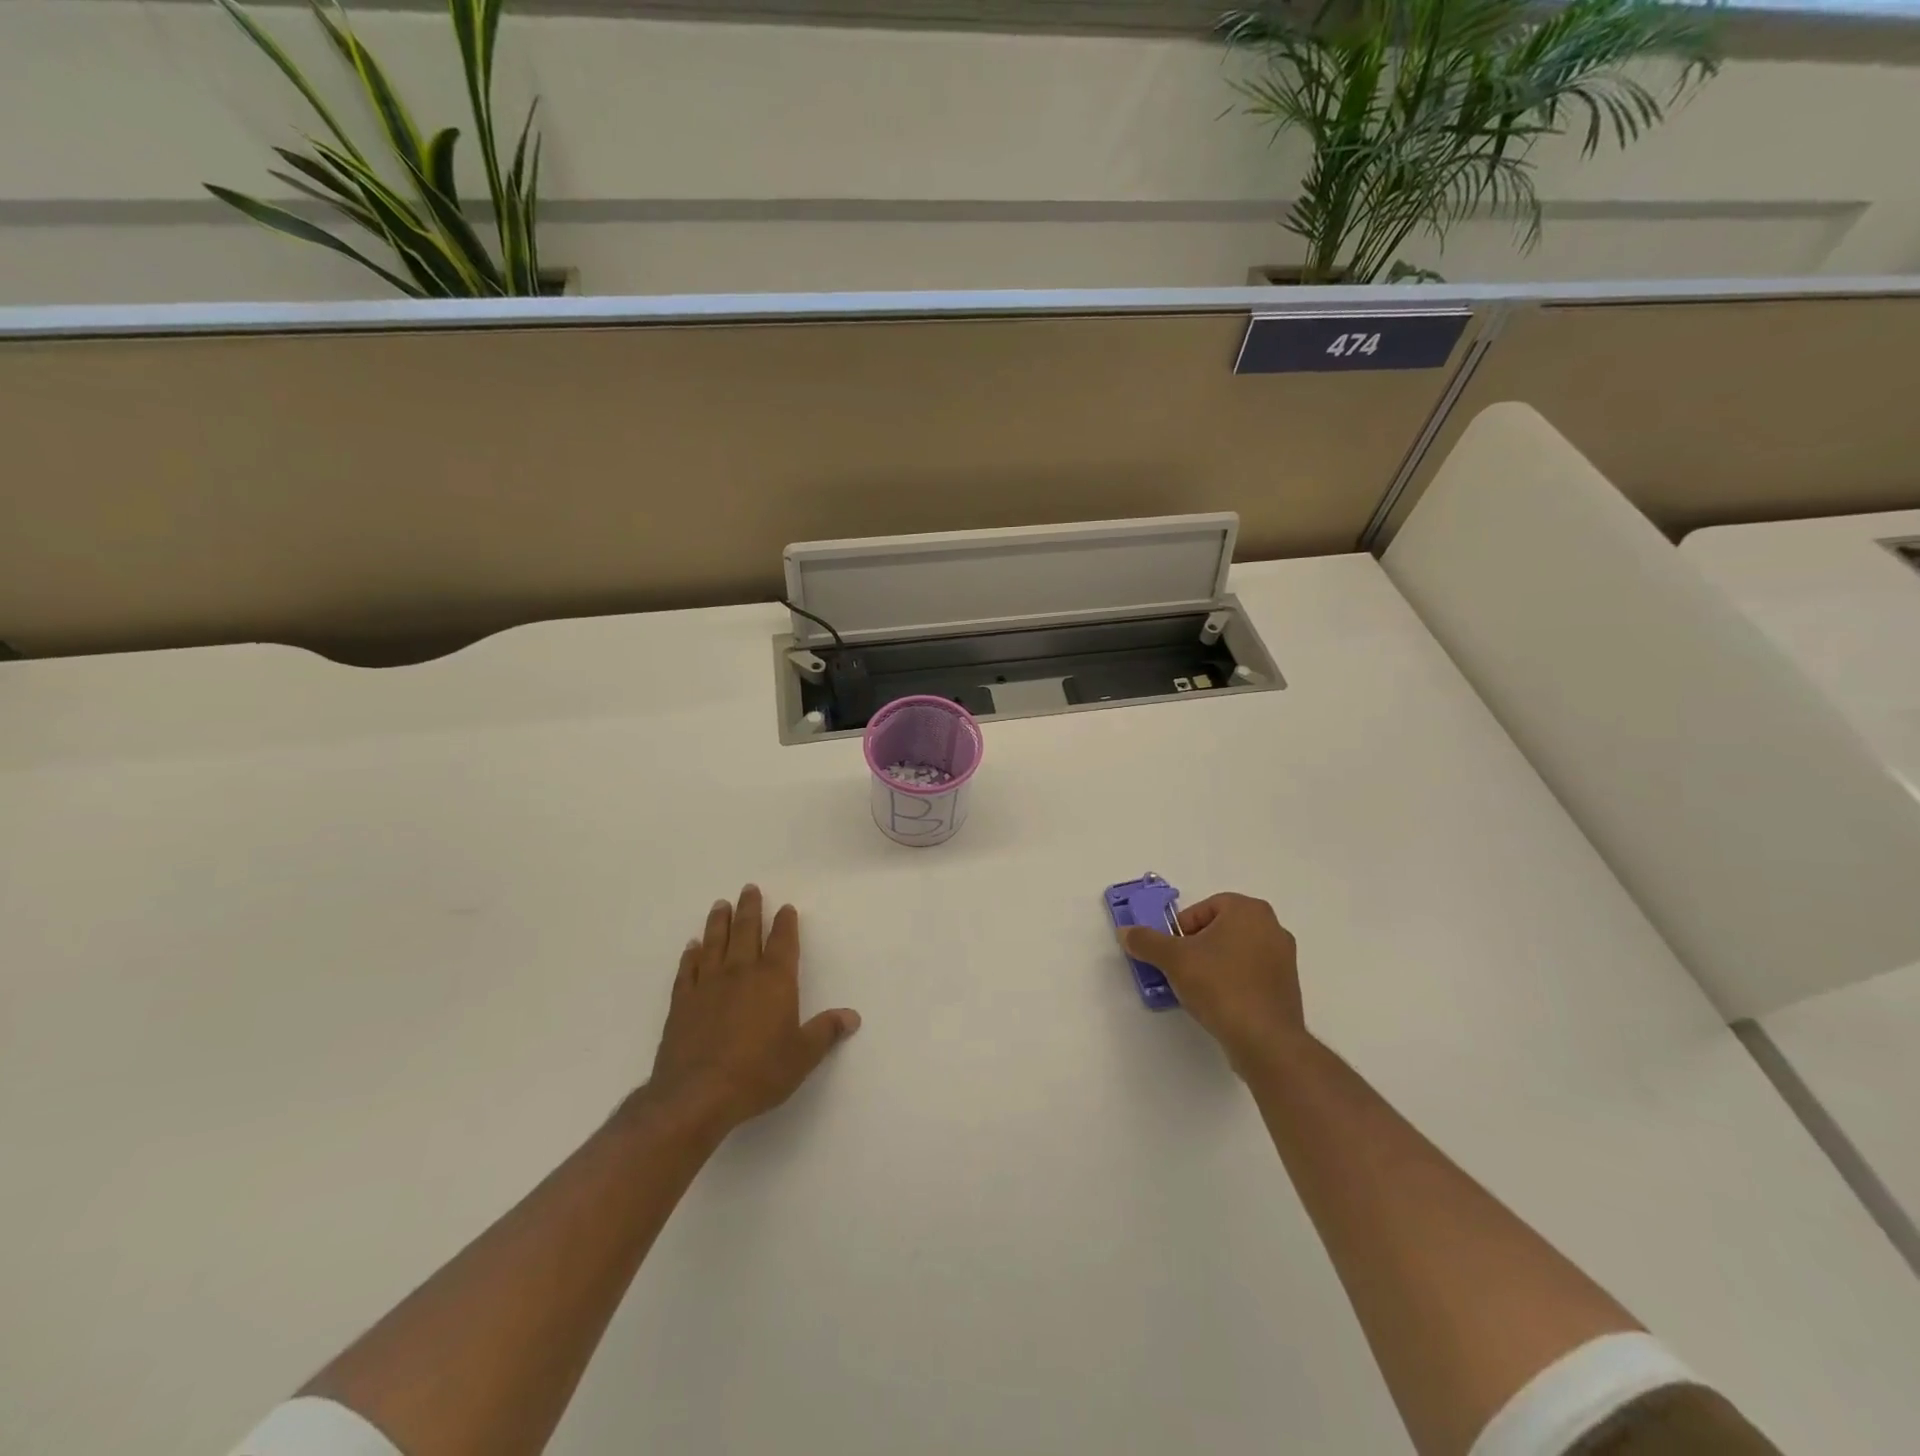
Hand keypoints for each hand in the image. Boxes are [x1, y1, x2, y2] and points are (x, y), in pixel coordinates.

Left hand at [644, 886, 860, 1137]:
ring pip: (714, 943)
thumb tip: (852, 1016)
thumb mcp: (802, 1056)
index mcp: (774, 981)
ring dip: (718, 922)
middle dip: (750, 909)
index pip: (783, 942)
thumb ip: (825, 1032)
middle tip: (749, 889)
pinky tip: (692, 946)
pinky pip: (687, 970)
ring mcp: (708, 985)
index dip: (785, 923)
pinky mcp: (682, 1003)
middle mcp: (741, 973)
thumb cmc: (758, 1073)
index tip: (785, 908)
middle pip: (746, 932)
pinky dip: (690, 955)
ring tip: (720, 904)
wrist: (697, 1095)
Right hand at [1121, 892, 1306, 1075]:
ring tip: (1198, 990)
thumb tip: (1126, 932)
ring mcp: (1284, 958)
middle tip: (1182, 969)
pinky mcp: (1287, 987)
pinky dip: (1233, 982)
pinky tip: (1220, 1004)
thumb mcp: (1173, 959)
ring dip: (1214, 965)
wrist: (1265, 1040)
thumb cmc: (1220, 986)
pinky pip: (1251, 975)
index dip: (1182, 930)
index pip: (1203, 909)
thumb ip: (1146, 941)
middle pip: (1220, 929)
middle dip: (1197, 946)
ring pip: (1235, 952)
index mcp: (1248, 910)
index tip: (1174, 953)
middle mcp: (1272, 927)